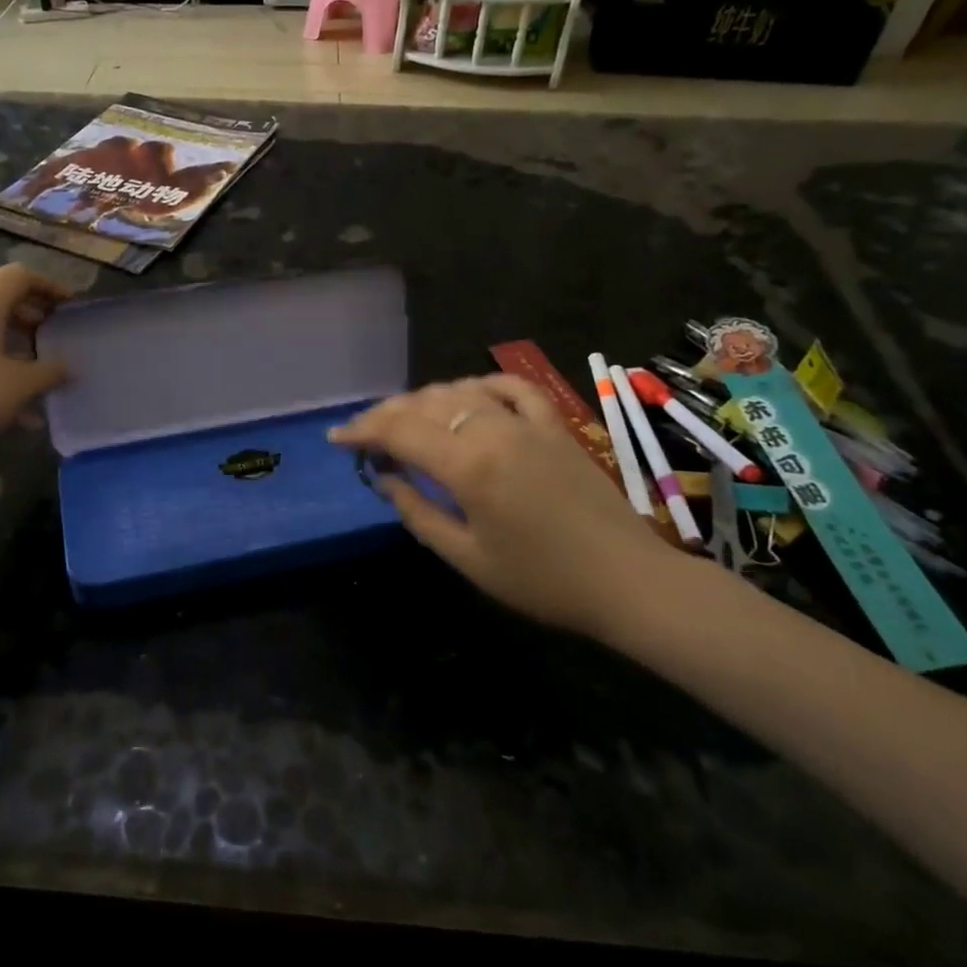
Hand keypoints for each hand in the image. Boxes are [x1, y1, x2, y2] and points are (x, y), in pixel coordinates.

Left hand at [0, 265, 70, 467]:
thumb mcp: (18, 387)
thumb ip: (49, 373)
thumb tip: (68, 366)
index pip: (20, 276)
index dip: (50, 286)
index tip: (71, 307)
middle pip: (1, 300)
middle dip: (33, 318)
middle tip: (56, 339)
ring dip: (14, 348)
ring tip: (37, 379)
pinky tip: (9, 407)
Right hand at [329, 375, 680, 636]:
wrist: (628, 581)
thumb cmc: (543, 580)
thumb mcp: (469, 558)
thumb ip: (420, 513)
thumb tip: (385, 479)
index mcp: (469, 466)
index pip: (400, 430)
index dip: (363, 430)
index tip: (338, 438)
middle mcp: (495, 430)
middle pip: (426, 404)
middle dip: (387, 414)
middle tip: (366, 434)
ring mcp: (529, 422)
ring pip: (462, 390)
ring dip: (426, 400)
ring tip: (408, 420)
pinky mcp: (556, 425)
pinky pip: (513, 388)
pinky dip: (483, 385)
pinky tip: (469, 396)